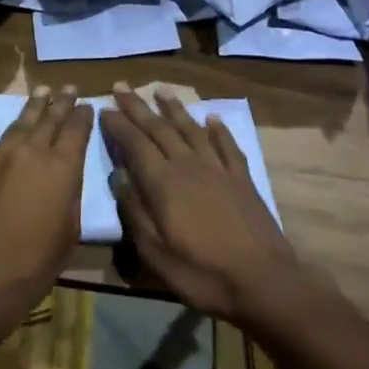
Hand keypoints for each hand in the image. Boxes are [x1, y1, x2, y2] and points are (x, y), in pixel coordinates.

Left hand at [0, 86, 92, 356]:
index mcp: (61, 168)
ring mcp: (3, 158)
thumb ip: (69, 197)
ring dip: (35, 105)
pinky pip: (4, 138)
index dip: (83, 116)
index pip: (76, 130)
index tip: (88, 105)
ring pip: (23, 122)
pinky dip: (16, 126)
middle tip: (69, 88)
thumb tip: (65, 179)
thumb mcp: (67, 233)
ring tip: (44, 91)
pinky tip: (19, 125)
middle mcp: (32, 153)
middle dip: (61, 102)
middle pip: (49, 118)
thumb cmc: (34, 265)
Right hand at [103, 84, 306, 328]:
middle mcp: (188, 164)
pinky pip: (227, 145)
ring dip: (174, 108)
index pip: (134, 143)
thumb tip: (118, 177)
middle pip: (159, 128)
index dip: (118, 125)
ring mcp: (218, 168)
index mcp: (163, 182)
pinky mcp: (242, 178)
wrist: (264, 282)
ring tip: (160, 90)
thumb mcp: (155, 253)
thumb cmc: (202, 273)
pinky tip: (212, 118)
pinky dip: (218, 129)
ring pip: (191, 128)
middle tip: (121, 86)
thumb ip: (134, 212)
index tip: (104, 108)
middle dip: (138, 106)